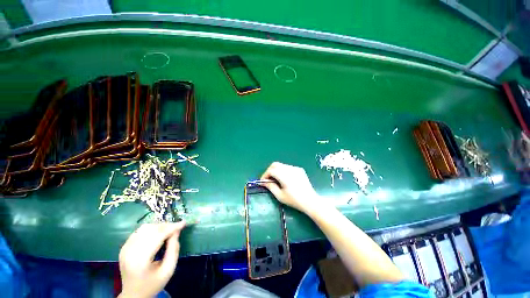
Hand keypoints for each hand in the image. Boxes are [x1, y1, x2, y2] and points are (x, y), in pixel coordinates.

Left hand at [118, 222, 185, 297]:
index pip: (158, 236)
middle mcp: (130, 252)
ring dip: (159, 226)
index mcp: (140, 260)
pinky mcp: (124, 247)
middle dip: (166, 226)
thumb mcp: (168, 270)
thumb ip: (173, 250)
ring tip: (168, 230)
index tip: (184, 223)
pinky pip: (139, 231)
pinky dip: (151, 229)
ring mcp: (125, 249)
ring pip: (145, 228)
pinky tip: (157, 234)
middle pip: (151, 230)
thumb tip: (177, 231)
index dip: (172, 228)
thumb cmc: (153, 284)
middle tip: (177, 228)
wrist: (133, 294)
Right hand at [260, 162, 322, 213]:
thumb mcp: (280, 196)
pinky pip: (288, 167)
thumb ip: (270, 186)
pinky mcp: (299, 169)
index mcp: (285, 176)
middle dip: (269, 171)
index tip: (263, 181)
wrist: (310, 201)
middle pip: (275, 164)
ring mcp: (295, 168)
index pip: (271, 170)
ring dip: (276, 170)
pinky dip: (283, 171)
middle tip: (268, 179)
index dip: (265, 175)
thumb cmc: (294, 200)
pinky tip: (285, 179)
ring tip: (276, 180)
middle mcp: (290, 169)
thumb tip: (263, 181)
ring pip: (281, 165)